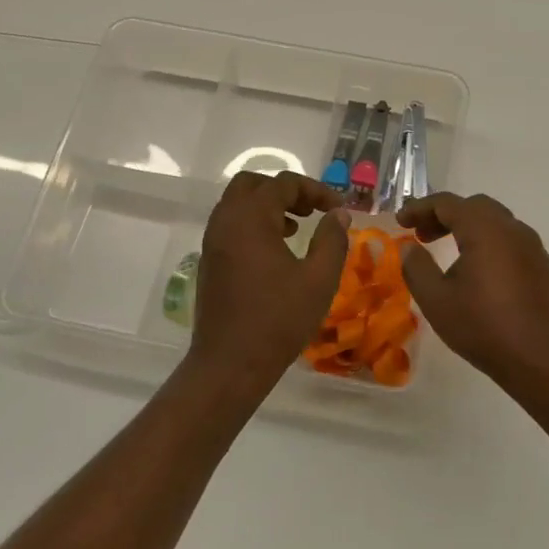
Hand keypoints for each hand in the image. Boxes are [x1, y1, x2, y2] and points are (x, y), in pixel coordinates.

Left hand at [191, 171, 350, 388]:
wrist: (229, 364)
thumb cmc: (278, 319)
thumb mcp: (319, 279)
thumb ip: (332, 239)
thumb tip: (338, 213)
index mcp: (250, 218)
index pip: (284, 184)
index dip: (316, 190)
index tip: (338, 208)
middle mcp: (226, 221)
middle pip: (253, 184)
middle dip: (285, 190)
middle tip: (311, 210)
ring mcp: (213, 241)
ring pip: (238, 204)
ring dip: (268, 207)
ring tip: (297, 229)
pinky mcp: (209, 261)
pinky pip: (231, 225)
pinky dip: (254, 224)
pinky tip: (276, 252)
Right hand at [396, 192, 548, 386]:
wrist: (543, 360)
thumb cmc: (484, 327)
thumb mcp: (436, 300)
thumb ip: (417, 267)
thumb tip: (410, 248)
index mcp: (485, 229)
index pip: (447, 203)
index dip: (420, 208)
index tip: (401, 221)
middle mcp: (512, 229)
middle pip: (474, 206)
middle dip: (444, 215)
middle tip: (422, 235)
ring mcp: (532, 246)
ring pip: (495, 221)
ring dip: (467, 227)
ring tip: (446, 251)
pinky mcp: (542, 265)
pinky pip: (510, 240)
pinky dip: (487, 241)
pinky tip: (477, 270)